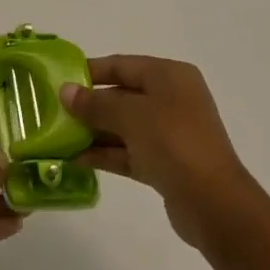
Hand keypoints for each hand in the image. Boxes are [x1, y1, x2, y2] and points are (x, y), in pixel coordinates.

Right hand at [60, 55, 258, 249]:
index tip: (60, 79)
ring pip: (124, 126)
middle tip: (55, 110)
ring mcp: (170, 133)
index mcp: (169, 76)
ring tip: (60, 136)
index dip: (91, 71)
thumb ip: (95, 103)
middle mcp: (172, 99)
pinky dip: (106, 153)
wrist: (214, 205)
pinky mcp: (166, 164)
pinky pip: (130, 151)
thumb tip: (65, 91)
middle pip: (122, 95)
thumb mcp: (130, 115)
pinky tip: (77, 159)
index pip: (122, 65)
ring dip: (94, 131)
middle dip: (90, 104)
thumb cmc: (173, 142)